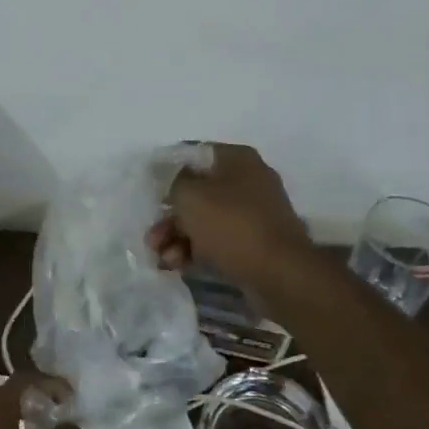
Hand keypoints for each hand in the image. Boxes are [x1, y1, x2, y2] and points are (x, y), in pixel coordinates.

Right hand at [149, 143, 313, 290]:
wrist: (279, 273)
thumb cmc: (232, 225)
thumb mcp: (191, 196)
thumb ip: (172, 181)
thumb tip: (168, 178)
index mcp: (237, 160)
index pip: (194, 155)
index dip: (167, 171)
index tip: (148, 191)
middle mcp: (248, 181)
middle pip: (197, 192)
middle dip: (169, 217)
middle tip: (151, 237)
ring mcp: (253, 214)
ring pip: (204, 220)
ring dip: (177, 237)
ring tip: (161, 257)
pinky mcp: (253, 243)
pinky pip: (217, 241)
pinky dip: (195, 250)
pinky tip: (176, 265)